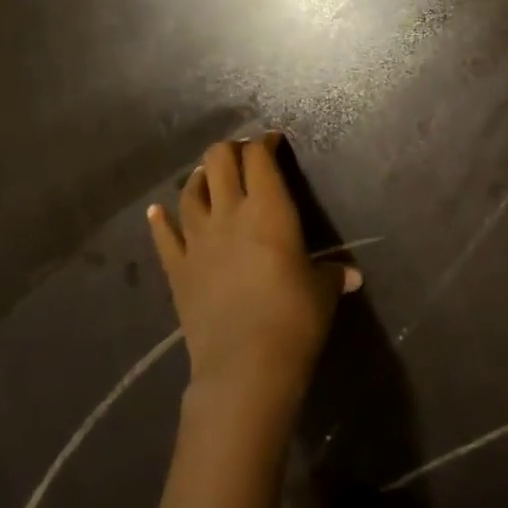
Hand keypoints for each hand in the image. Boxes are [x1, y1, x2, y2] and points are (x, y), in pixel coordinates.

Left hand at [147, 134, 359, 420]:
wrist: (245, 366)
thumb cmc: (294, 319)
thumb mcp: (322, 292)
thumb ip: (332, 275)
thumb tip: (351, 275)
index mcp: (268, 209)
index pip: (259, 158)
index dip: (265, 143)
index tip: (273, 142)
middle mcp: (229, 213)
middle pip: (219, 161)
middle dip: (230, 150)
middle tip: (243, 156)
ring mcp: (197, 240)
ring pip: (190, 192)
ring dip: (199, 178)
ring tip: (207, 177)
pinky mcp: (177, 269)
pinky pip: (164, 236)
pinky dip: (160, 221)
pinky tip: (157, 211)